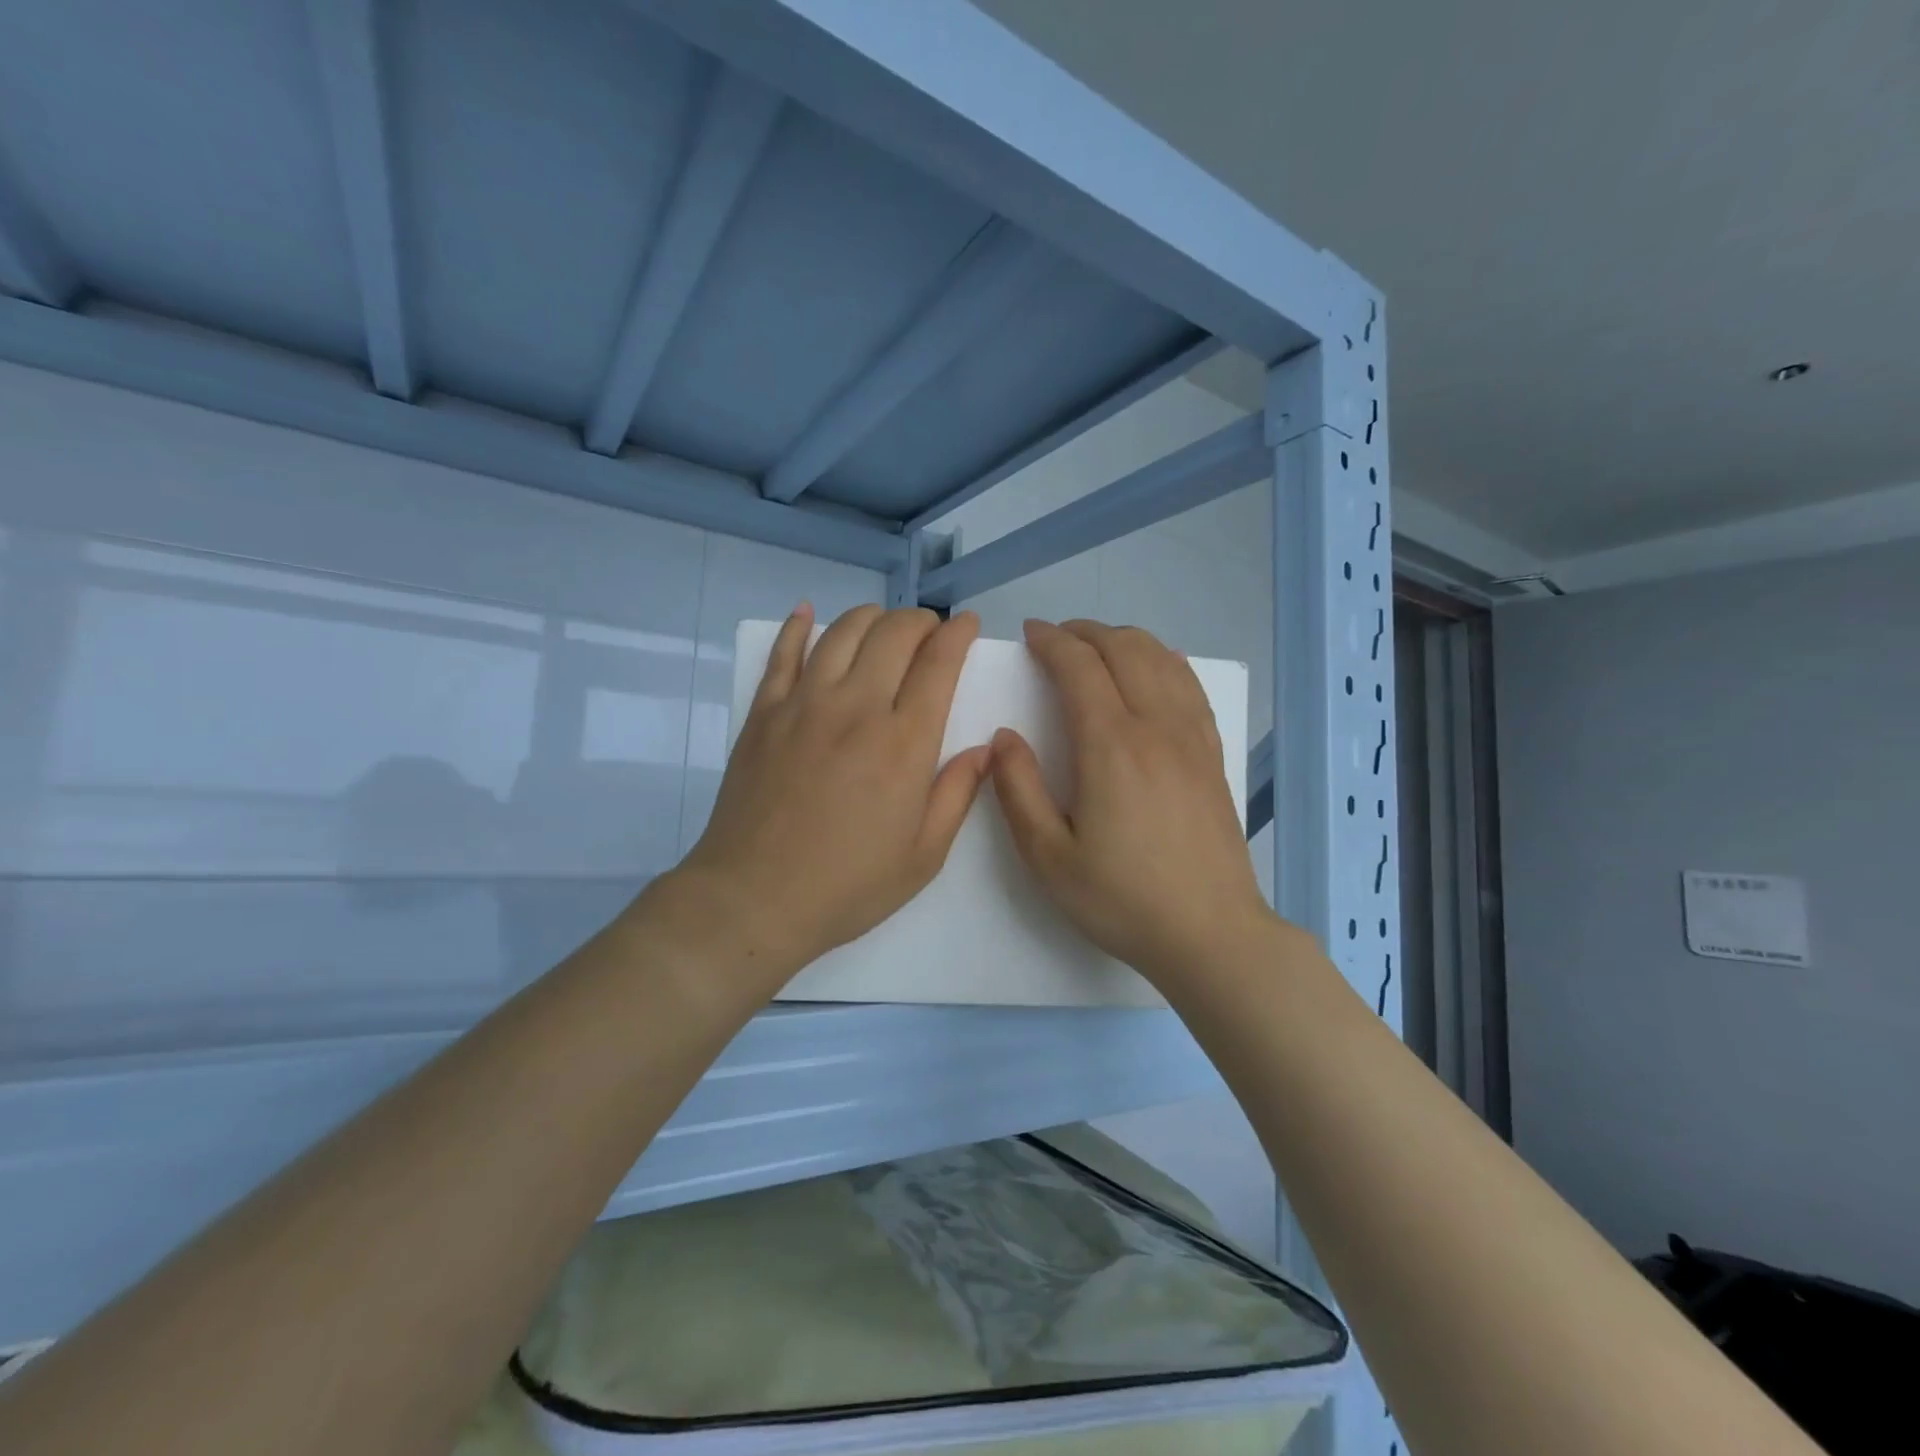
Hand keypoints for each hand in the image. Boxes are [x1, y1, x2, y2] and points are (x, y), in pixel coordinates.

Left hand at [667, 603, 990, 984]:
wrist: (754, 899)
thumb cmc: (848, 885)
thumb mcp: (923, 856)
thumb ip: (958, 794)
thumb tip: (985, 748)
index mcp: (903, 742)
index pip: (939, 663)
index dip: (958, 634)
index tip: (968, 625)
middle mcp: (856, 707)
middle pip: (893, 633)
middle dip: (920, 621)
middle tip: (929, 633)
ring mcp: (803, 704)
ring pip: (842, 632)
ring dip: (871, 617)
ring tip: (883, 626)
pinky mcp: (763, 713)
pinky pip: (782, 652)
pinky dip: (797, 626)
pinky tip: (808, 613)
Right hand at [990, 619, 1279, 988]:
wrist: (1210, 933)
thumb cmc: (1122, 899)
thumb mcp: (1048, 857)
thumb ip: (1018, 790)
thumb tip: (1004, 736)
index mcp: (1111, 746)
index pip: (1079, 666)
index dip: (1051, 641)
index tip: (1029, 634)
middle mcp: (1156, 727)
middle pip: (1124, 648)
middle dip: (1086, 631)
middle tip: (1056, 638)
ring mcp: (1192, 738)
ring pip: (1162, 659)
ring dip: (1125, 640)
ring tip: (1097, 648)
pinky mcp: (1213, 754)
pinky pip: (1190, 685)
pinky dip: (1164, 661)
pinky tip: (1153, 672)